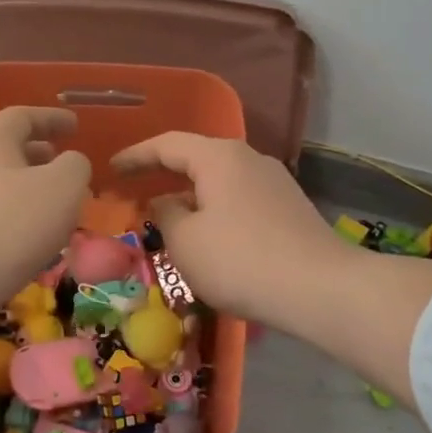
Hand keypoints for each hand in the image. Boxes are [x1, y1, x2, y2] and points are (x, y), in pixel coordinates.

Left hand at [0, 108, 89, 357]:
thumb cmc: (15, 224)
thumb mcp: (64, 186)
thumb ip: (75, 166)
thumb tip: (70, 163)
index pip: (20, 117)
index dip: (50, 118)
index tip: (74, 126)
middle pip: (3, 150)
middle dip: (36, 154)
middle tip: (62, 163)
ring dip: (25, 187)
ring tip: (51, 205)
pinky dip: (11, 215)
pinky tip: (27, 237)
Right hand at [110, 133, 345, 326]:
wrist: (320, 288)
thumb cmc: (240, 260)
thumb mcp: (186, 241)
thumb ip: (166, 214)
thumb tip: (165, 202)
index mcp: (219, 157)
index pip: (167, 144)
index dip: (136, 155)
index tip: (112, 169)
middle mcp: (249, 159)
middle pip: (197, 158)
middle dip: (164, 174)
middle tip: (135, 190)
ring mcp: (274, 182)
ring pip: (220, 181)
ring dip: (191, 196)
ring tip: (168, 217)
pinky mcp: (289, 208)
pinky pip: (239, 200)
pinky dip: (215, 210)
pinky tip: (209, 236)